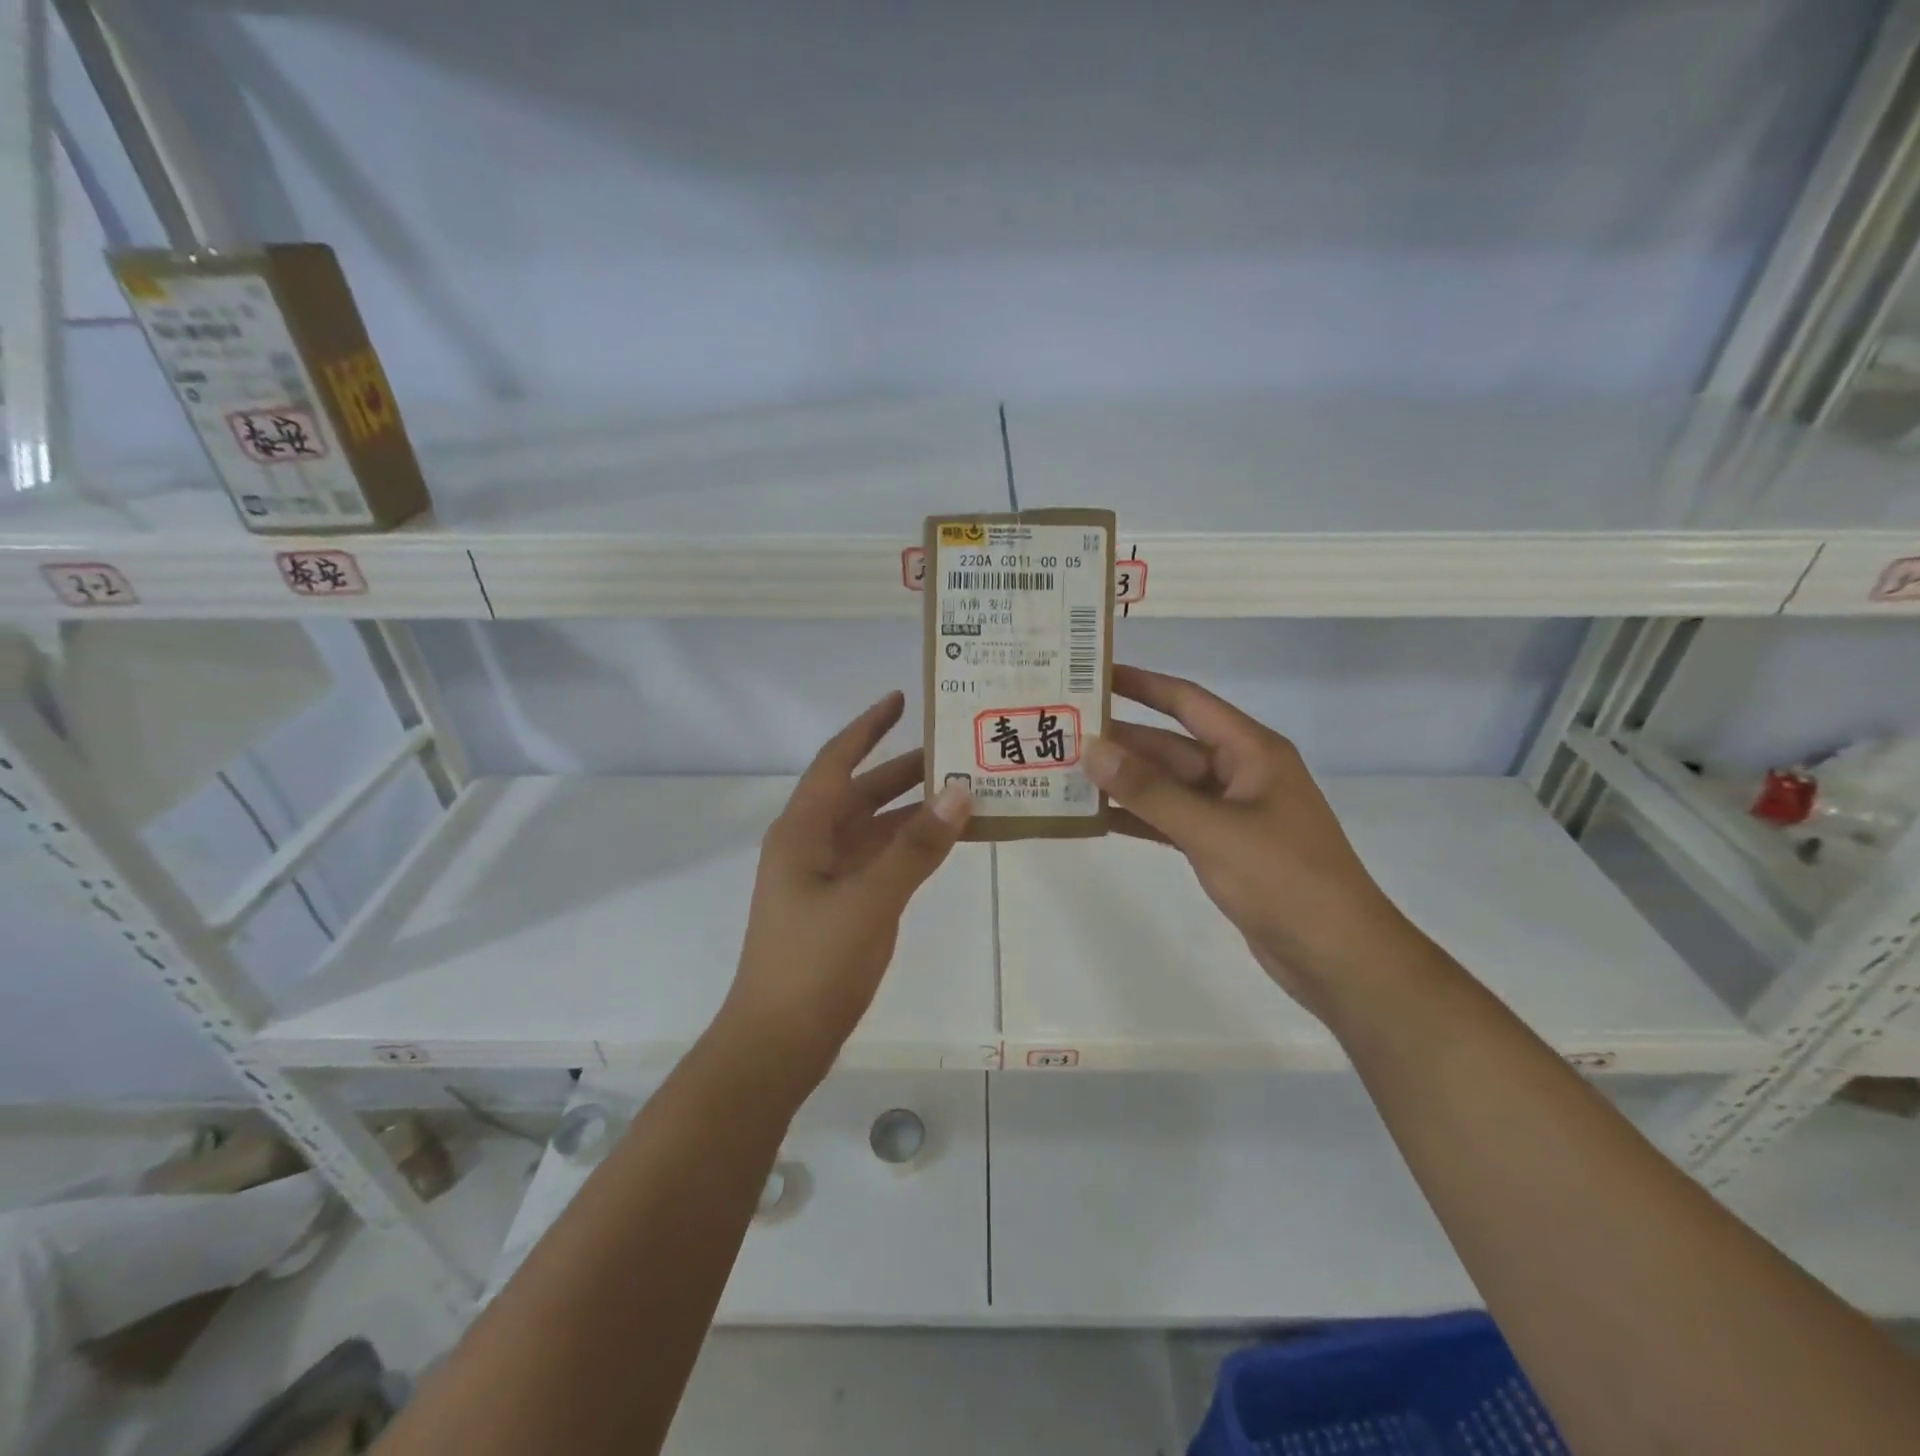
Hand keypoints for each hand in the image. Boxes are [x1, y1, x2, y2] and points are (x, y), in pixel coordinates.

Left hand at [720, 691, 971, 1090]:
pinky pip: (882, 861)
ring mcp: (826, 877)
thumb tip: (960, 793)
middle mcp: (812, 845)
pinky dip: (912, 848)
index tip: (902, 699)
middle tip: (955, 748)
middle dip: (904, 769)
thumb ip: (915, 848)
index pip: (837, 761)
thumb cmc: (813, 965)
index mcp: (803, 831)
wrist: (778, 1043)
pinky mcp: (842, 906)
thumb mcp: (868, 901)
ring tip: (965, 791)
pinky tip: (946, 843)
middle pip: (861, 792)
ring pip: (875, 829)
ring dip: (914, 810)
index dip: (867, 727)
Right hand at [1084, 665, 1422, 1015]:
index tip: (1094, 673)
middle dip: (1120, 740)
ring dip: (1123, 781)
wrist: (1337, 956)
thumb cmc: (1283, 879)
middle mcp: (1239, 773)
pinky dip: (1137, 817)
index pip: (1187, 702)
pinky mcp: (1221, 847)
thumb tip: (1092, 748)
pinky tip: (1095, 817)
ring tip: (1065, 772)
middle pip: (1169, 746)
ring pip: (1166, 786)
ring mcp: (1230, 812)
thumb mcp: (1212, 830)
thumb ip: (1149, 791)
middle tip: (1061, 733)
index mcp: (1250, 751)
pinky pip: (1170, 820)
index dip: (1141, 684)